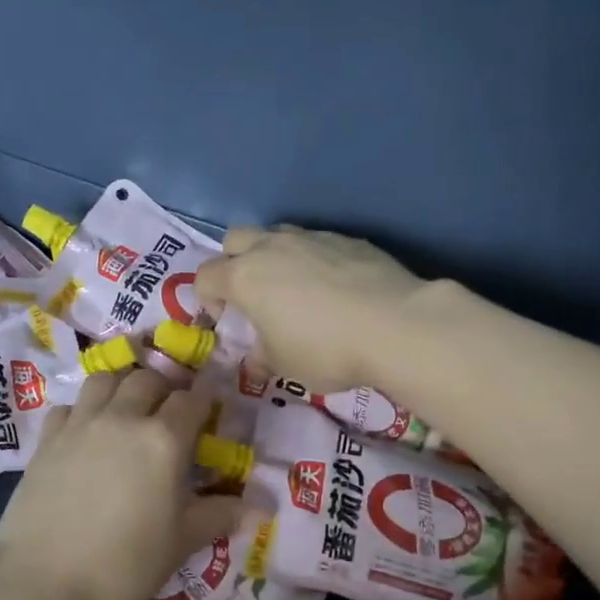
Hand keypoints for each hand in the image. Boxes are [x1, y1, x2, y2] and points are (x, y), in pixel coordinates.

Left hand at [0, 369, 243, 599]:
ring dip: (123, 385)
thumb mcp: (181, 542)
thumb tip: (265, 506)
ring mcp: (80, 424)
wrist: (42, 579)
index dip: (205, 398)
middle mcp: (123, 418)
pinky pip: (69, 406)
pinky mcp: (47, 439)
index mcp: (163, 440)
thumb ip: (220, 516)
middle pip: (148, 380)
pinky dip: (83, 409)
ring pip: (105, 380)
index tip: (210, 407)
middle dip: (165, 388)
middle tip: (169, 413)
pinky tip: (86, 432)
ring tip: (128, 409)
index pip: (192, 399)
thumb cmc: (123, 563)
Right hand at [195, 225, 424, 391]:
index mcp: (244, 278)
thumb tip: (256, 359)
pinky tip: (333, 287)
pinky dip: (312, 259)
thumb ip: (261, 358)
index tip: (225, 321)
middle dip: (232, 263)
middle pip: (234, 239)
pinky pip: (315, 242)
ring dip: (272, 256)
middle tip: (250, 295)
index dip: (206, 299)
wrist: (395, 324)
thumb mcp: (284, 366)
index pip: (205, 276)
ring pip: (276, 234)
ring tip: (292, 288)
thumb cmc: (326, 350)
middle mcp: (271, 248)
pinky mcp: (346, 238)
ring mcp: (311, 237)